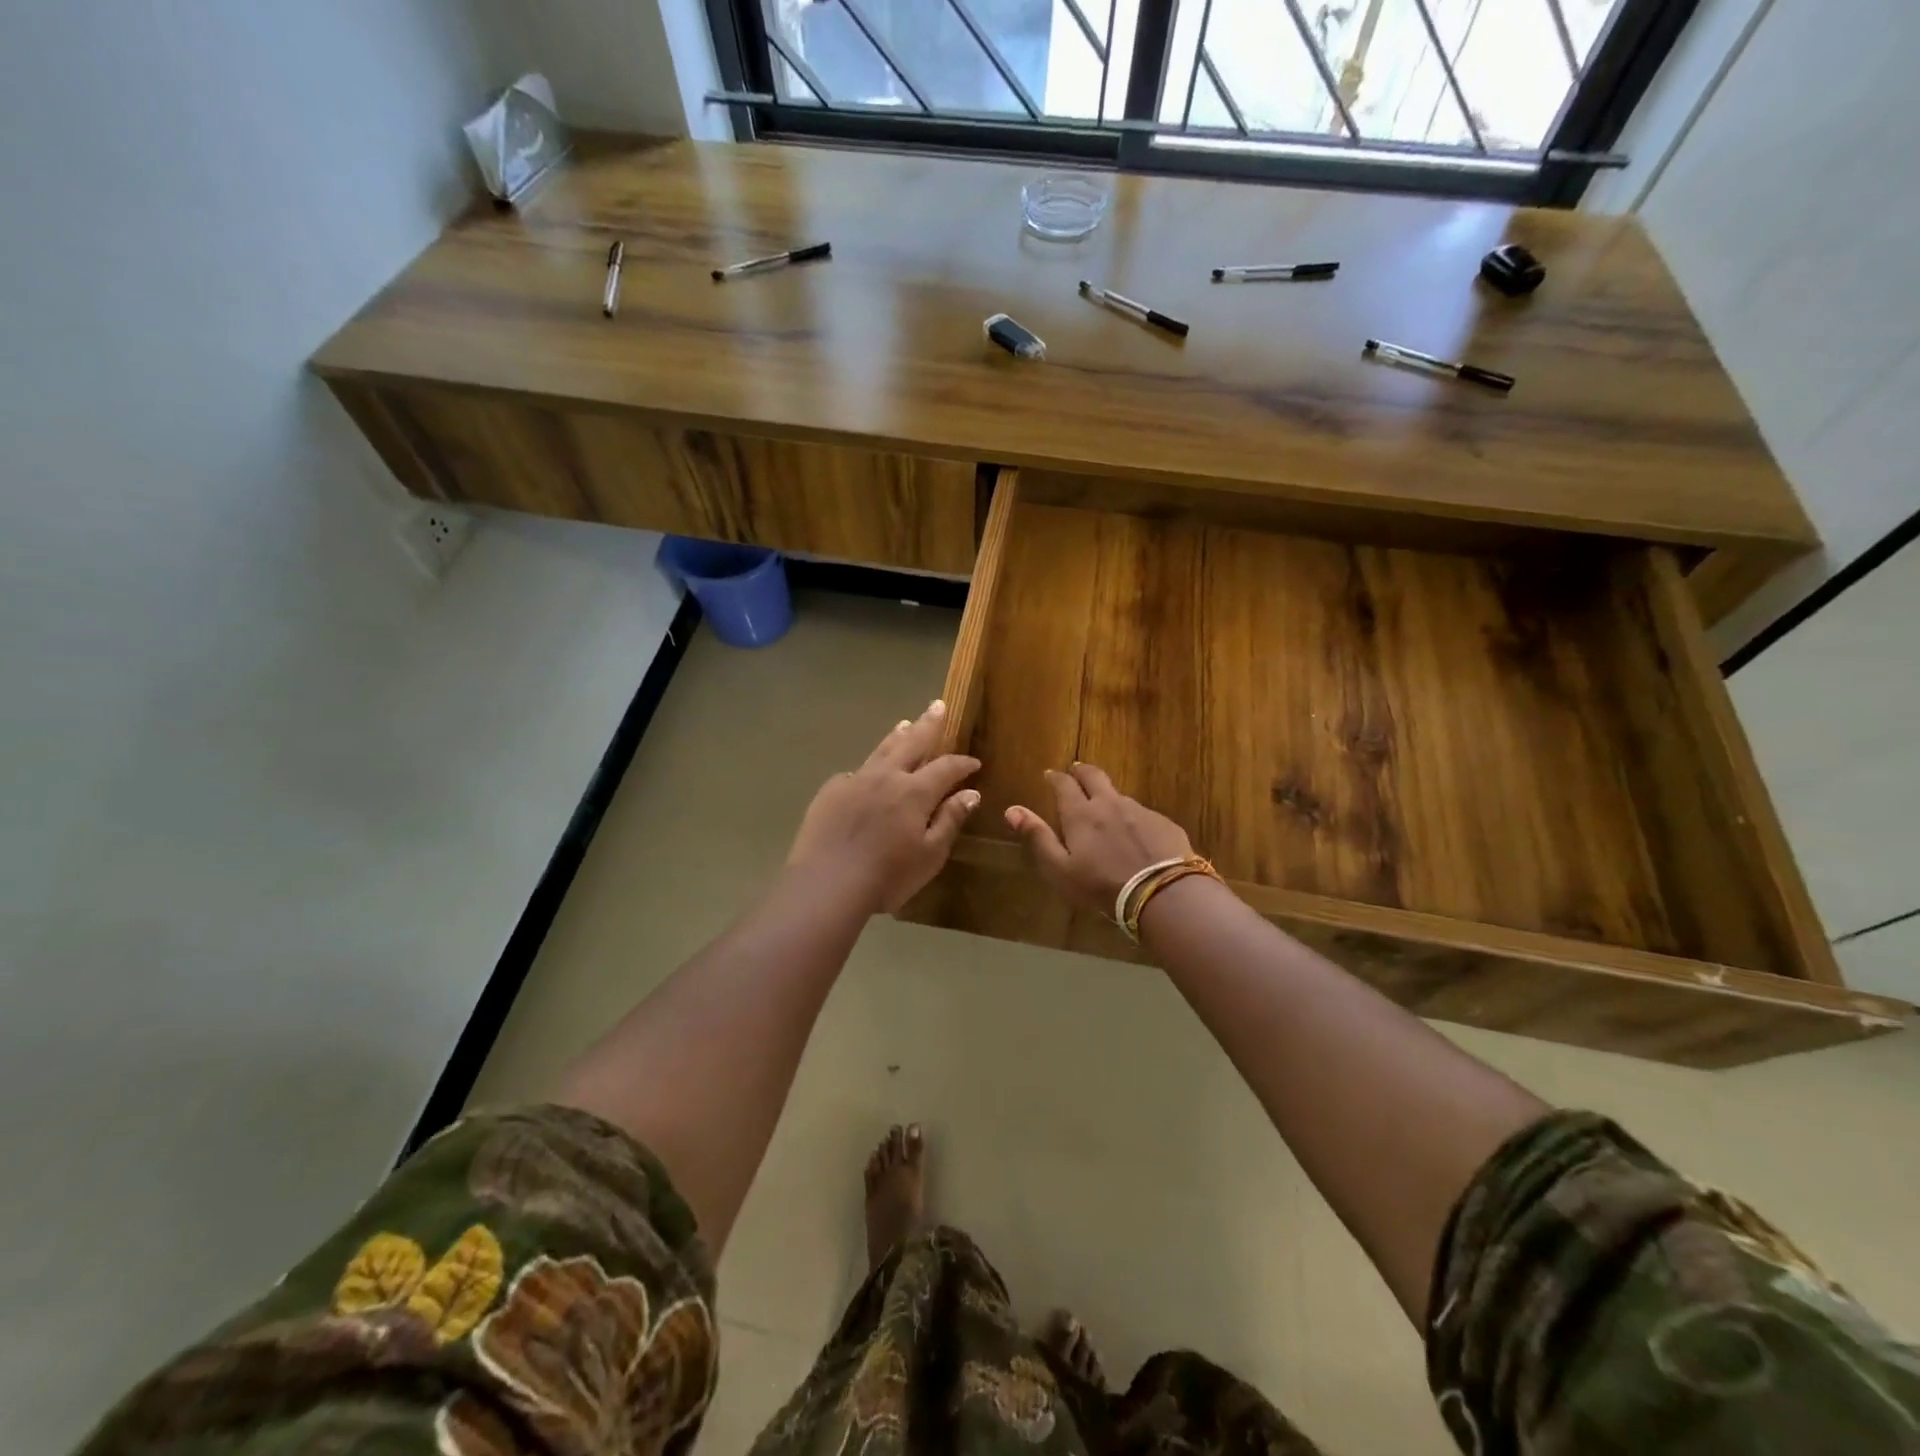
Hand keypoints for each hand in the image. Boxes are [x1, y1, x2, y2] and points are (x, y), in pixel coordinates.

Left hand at [786, 700, 981, 914]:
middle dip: (928, 724)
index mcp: (914, 792)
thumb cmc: (887, 876)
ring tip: (905, 723)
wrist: (826, 884)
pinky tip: (868, 773)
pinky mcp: (830, 792)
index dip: (962, 763)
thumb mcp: (930, 855)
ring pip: (881, 750)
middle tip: (938, 705)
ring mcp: (855, 781)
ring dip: (897, 735)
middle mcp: (886, 777)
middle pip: (912, 742)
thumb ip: (950, 820)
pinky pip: (855, 772)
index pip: (946, 768)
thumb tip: (970, 793)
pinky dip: (869, 767)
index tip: (974, 762)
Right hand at [1005, 763, 1193, 915]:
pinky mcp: (1164, 823)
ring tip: (1105, 810)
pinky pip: (1143, 815)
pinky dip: (1133, 819)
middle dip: (1082, 771)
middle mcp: (1110, 804)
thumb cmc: (1102, 886)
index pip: (1064, 785)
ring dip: (1108, 797)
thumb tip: (1012, 810)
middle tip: (1076, 771)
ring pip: (1119, 795)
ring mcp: (1140, 811)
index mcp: (1081, 814)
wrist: (1162, 893)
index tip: (1050, 775)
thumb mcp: (1060, 869)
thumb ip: (1038, 837)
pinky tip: (1136, 836)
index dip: (1056, 778)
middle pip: (1094, 776)